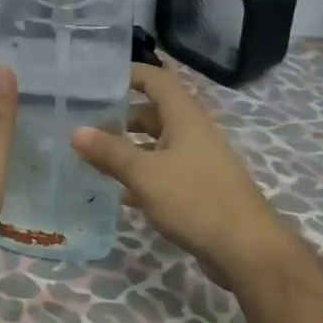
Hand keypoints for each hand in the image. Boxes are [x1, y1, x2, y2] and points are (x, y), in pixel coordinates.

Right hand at [71, 63, 287, 286]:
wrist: (246, 249)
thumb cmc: (195, 200)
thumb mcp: (145, 174)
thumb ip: (110, 152)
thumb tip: (75, 131)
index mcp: (184, 117)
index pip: (156, 79)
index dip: (128, 73)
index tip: (96, 78)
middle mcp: (192, 132)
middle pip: (153, 112)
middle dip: (120, 115)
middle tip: (84, 122)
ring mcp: (196, 161)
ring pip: (156, 144)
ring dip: (128, 148)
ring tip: (92, 156)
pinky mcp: (197, 188)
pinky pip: (163, 172)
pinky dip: (140, 176)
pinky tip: (118, 193)